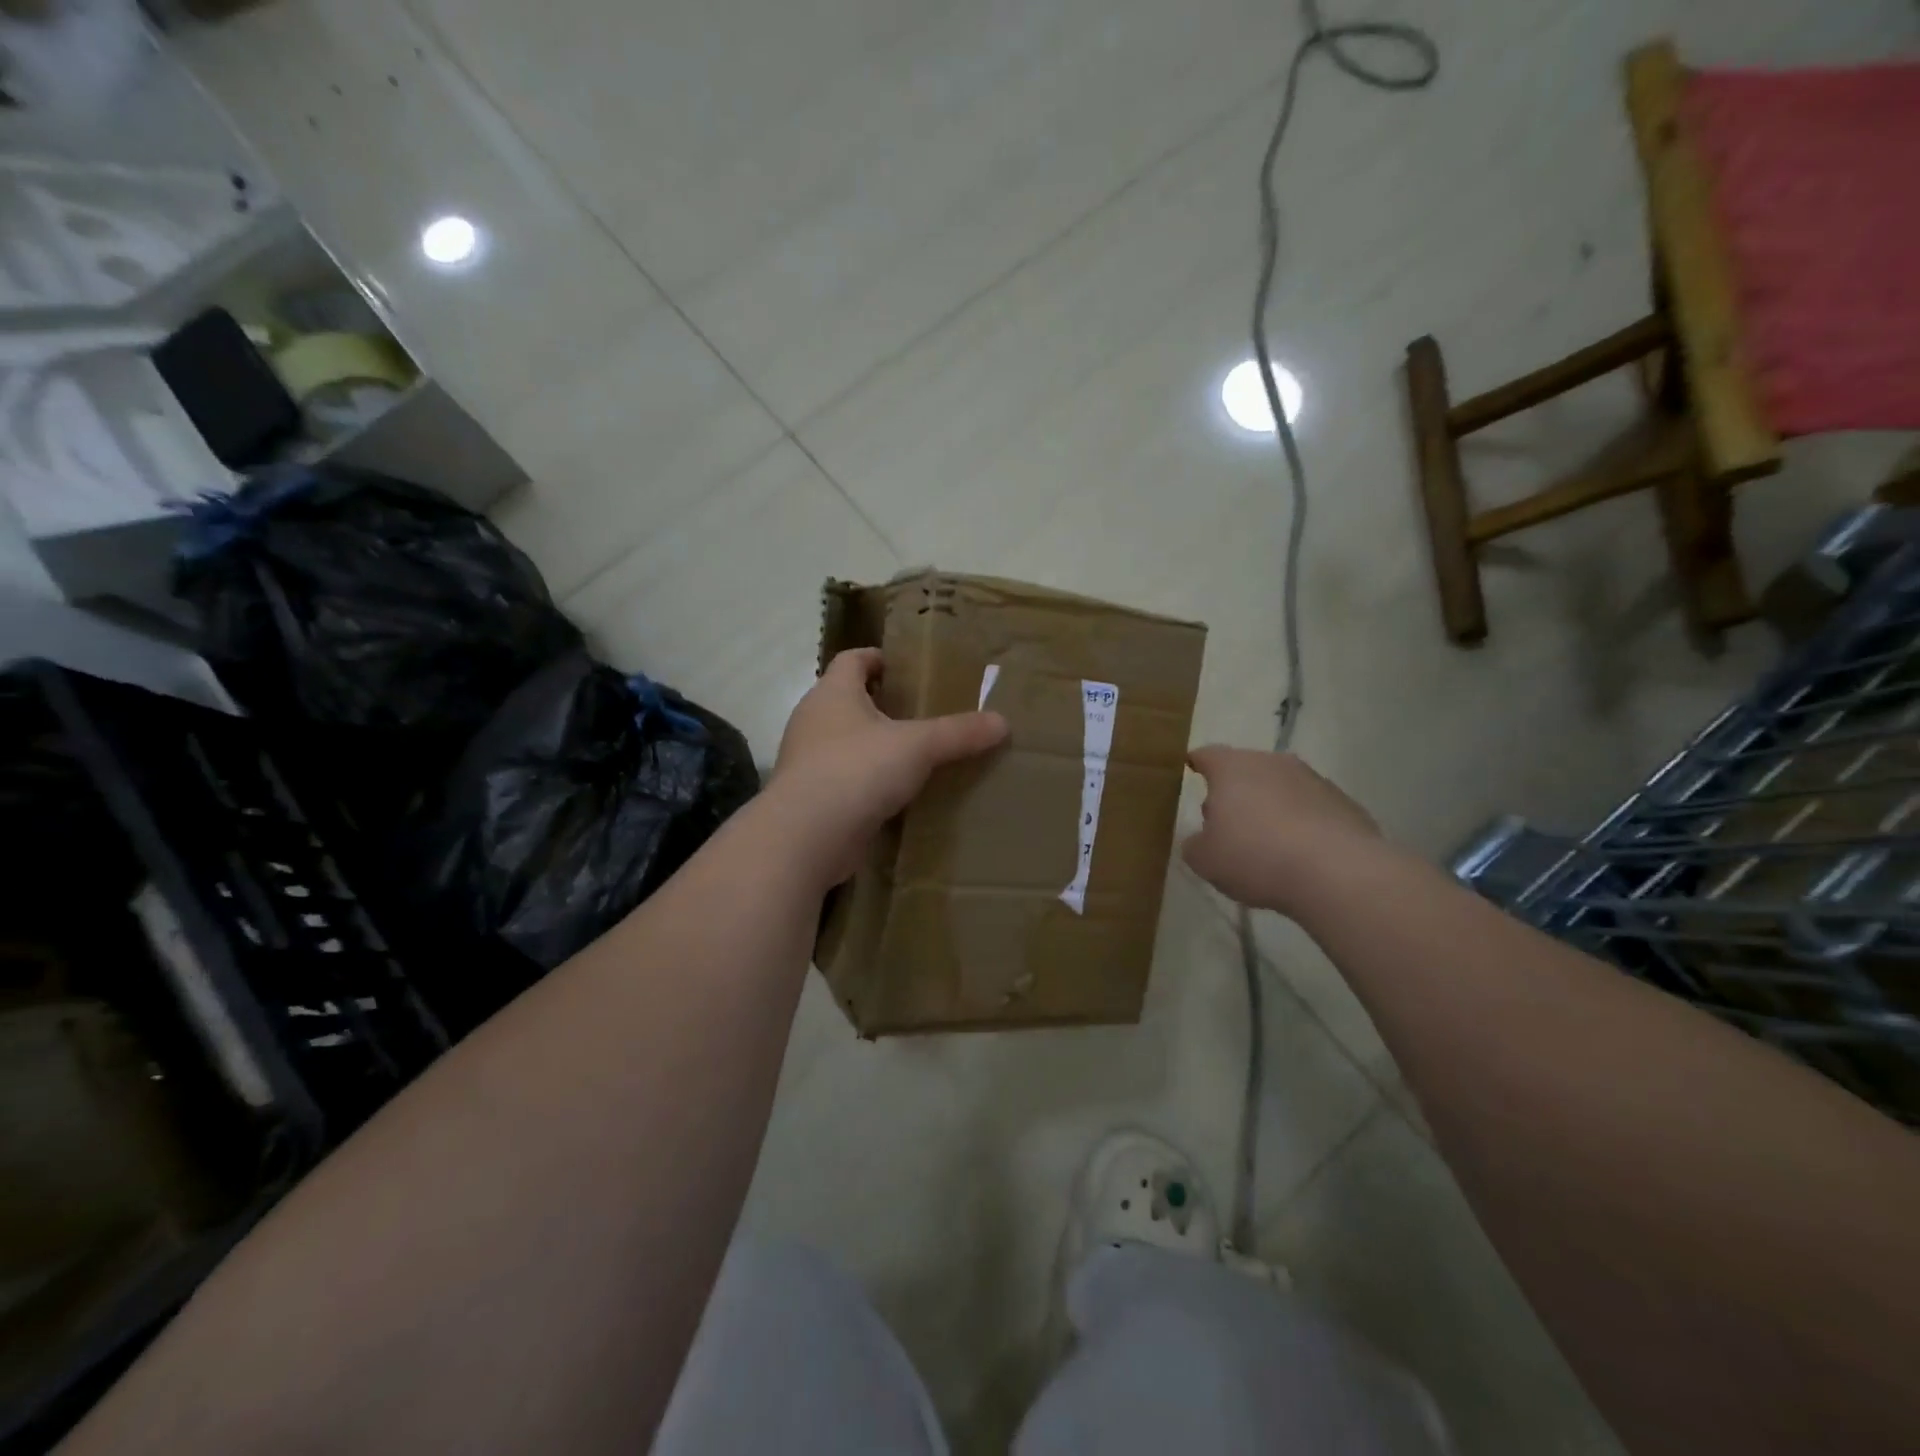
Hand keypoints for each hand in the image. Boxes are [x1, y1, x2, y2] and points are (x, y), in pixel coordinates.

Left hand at [769, 648, 1008, 886]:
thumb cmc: (858, 770)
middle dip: (880, 703)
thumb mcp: (918, 747)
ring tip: (912, 753)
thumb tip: (1003, 722)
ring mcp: (807, 759)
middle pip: (847, 699)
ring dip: (873, 744)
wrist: (807, 836)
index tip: (906, 668)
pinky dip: (866, 779)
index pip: (853, 659)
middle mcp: (813, 719)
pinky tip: (894, 793)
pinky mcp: (810, 796)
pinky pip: (843, 777)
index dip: (878, 658)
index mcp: (833, 692)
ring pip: (844, 741)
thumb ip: (959, 733)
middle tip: (920, 712)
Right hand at [1182, 746, 1380, 914]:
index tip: (1189, 772)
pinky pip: (1311, 809)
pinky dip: (1302, 824)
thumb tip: (1200, 840)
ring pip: (1281, 788)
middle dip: (1234, 792)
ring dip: (1270, 807)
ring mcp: (1313, 780)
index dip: (1196, 764)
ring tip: (1266, 845)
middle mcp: (1273, 763)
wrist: (1338, 874)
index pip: (1207, 755)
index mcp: (1232, 768)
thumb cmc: (1256, 857)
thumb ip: (1195, 844)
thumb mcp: (1205, 860)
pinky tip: (1300, 855)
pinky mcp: (1345, 803)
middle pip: (1245, 770)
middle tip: (1225, 824)